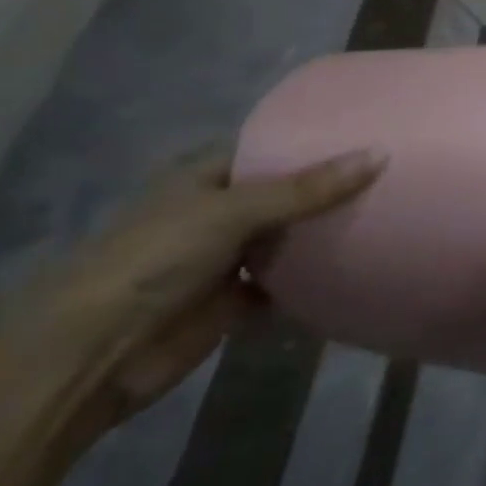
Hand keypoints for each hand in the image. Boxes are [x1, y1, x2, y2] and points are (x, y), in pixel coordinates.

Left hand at [11, 150, 385, 428]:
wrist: (91, 356)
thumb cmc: (154, 260)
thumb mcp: (233, 211)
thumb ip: (307, 188)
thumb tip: (380, 153)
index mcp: (204, 178)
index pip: (267, 147)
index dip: (313, 139)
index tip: (368, 129)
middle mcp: (217, 213)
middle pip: (285, 193)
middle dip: (330, 186)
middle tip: (393, 170)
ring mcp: (226, 258)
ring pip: (289, 238)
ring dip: (325, 233)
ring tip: (390, 211)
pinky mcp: (235, 301)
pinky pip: (287, 284)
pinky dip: (316, 279)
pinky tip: (362, 263)